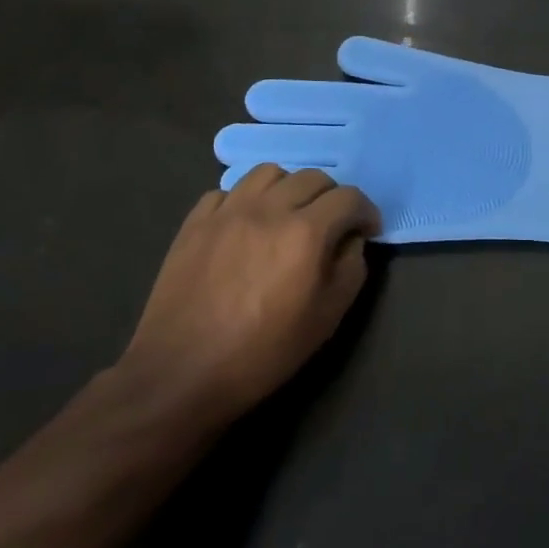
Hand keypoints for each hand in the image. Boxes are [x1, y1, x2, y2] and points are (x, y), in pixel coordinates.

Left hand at [119, 165, 379, 429]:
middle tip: (331, 225)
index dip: (366, 211)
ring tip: (287, 214)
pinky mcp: (195, 223)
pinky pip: (227, 191)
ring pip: (269, 172)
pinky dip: (245, 200)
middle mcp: (268, 209)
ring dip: (288, 188)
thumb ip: (351, 269)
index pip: (349, 198)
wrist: (181, 375)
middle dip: (331, 197)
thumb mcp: (327, 318)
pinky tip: (245, 225)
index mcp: (305, 232)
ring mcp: (227, 212)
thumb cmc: (263, 352)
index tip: (367, 230)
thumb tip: (351, 240)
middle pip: (312, 177)